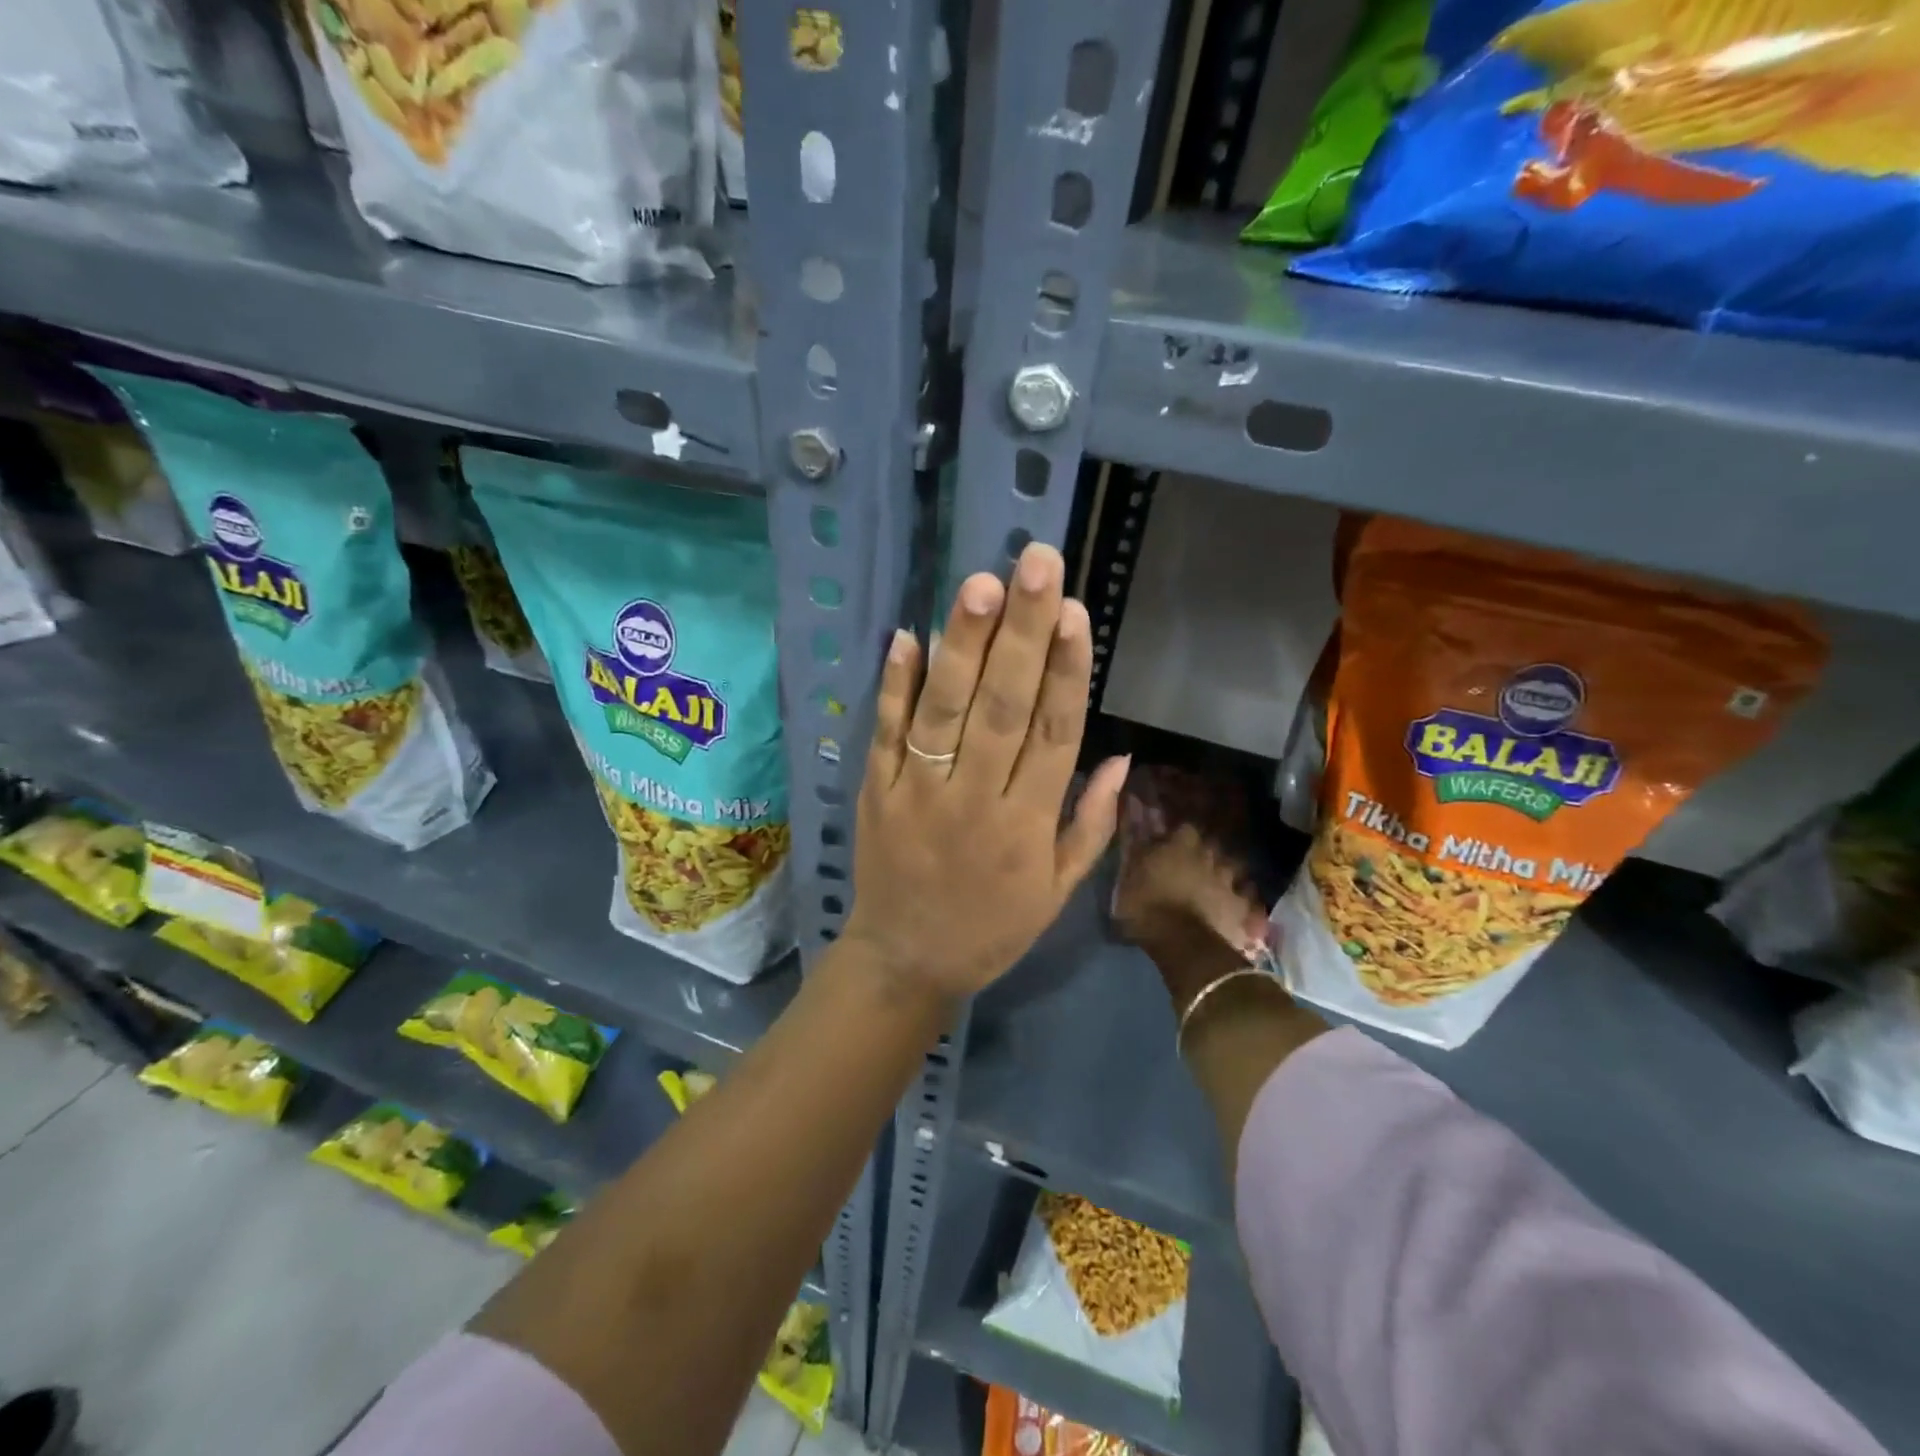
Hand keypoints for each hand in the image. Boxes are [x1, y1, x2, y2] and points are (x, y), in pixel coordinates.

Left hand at [842, 542, 1129, 1004]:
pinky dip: (895, 684)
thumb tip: (1123, 759)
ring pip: (945, 709)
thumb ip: (1090, 825)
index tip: (1076, 611)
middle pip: (1004, 706)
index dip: (1068, 671)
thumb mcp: (1058, 892)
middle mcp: (975, 799)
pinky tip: (907, 634)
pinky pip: (885, 732)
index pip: (1055, 734)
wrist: (905, 962)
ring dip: (964, 644)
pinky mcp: (876, 791)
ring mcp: (919, 791)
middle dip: (1023, 633)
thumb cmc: (992, 928)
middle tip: (1036, 565)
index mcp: (1027, 826)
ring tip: (981, 584)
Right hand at [1113, 820, 1270, 1010]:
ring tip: (1215, 883)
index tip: (1171, 842)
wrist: (1182, 943)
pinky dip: (1241, 899)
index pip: (1185, 828)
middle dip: (1204, 852)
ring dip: (1224, 873)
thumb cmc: (1147, 907)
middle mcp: (1208, 857)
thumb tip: (1139, 835)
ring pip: (1232, 868)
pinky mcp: (1242, 907)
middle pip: (1211, 846)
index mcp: (1180, 846)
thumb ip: (1137, 854)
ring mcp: (1229, 881)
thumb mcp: (1127, 879)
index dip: (1180, 835)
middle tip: (1192, 863)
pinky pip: (1246, 897)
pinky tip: (1236, 904)